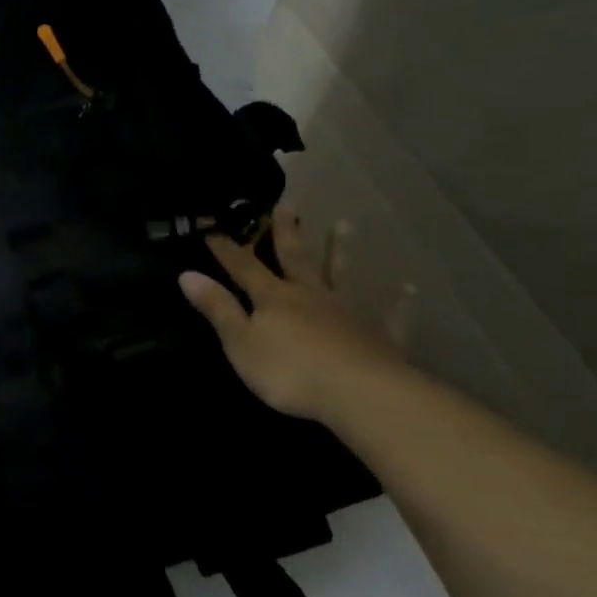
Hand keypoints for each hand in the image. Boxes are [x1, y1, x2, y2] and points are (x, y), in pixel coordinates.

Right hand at [179, 204, 408, 422]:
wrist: (357, 392)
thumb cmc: (288, 370)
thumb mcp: (240, 342)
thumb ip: (218, 309)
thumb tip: (187, 274)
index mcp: (273, 298)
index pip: (243, 267)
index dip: (226, 248)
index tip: (212, 225)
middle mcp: (309, 295)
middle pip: (295, 258)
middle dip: (286, 233)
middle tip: (286, 204)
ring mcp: (346, 312)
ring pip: (340, 275)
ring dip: (339, 251)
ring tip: (343, 224)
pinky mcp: (377, 335)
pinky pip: (389, 314)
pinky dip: (397, 302)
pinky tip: (408, 289)